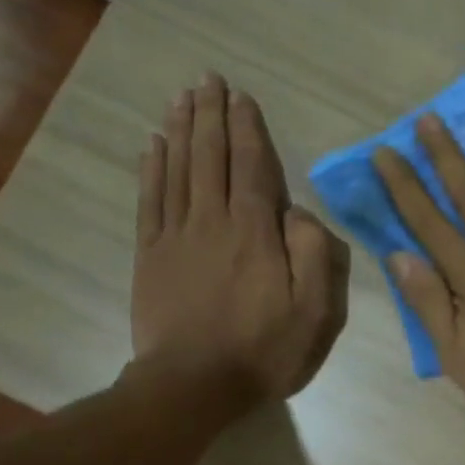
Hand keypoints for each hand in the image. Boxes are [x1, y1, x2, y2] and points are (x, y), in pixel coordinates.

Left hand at [132, 74, 348, 402]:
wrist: (193, 385)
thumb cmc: (262, 351)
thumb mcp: (314, 312)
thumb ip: (314, 255)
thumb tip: (299, 212)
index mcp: (255, 232)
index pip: (252, 167)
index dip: (248, 128)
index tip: (242, 96)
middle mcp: (212, 221)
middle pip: (210, 156)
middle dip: (211, 115)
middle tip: (208, 79)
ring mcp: (176, 236)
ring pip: (178, 169)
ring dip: (182, 130)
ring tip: (183, 97)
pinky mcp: (150, 256)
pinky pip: (150, 200)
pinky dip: (151, 168)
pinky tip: (153, 145)